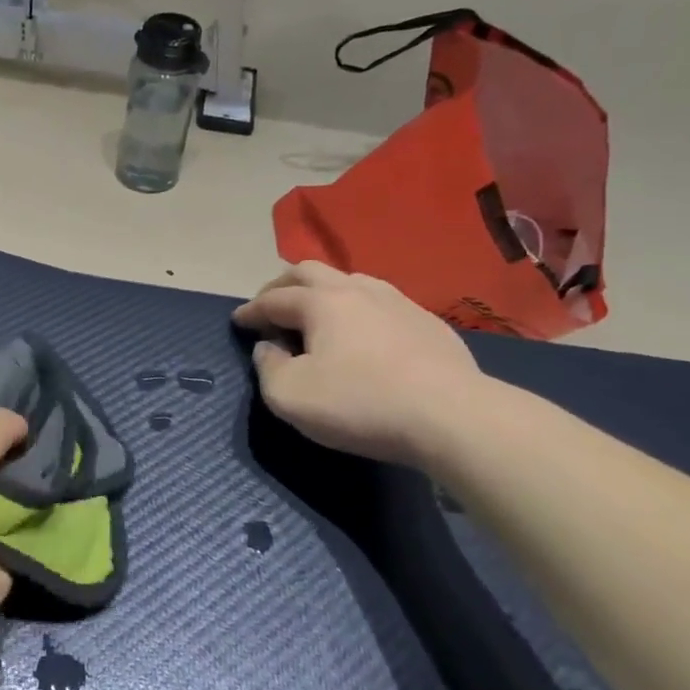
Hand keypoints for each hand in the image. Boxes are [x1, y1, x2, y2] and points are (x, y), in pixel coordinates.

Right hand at [233, 262, 485, 467]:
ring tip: (314, 313)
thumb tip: (268, 348)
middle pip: (309, 272)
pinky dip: (356, 310)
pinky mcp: (427, 322)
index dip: (250, 310)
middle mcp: (357, 289)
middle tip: (269, 305)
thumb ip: (268, 368)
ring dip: (322, 292)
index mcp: (320, 302)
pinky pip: (379, 303)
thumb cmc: (360, 403)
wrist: (452, 417)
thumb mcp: (290, 396)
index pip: (273, 299)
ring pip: (349, 281)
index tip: (237, 321)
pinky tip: (361, 333)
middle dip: (282, 286)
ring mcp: (397, 302)